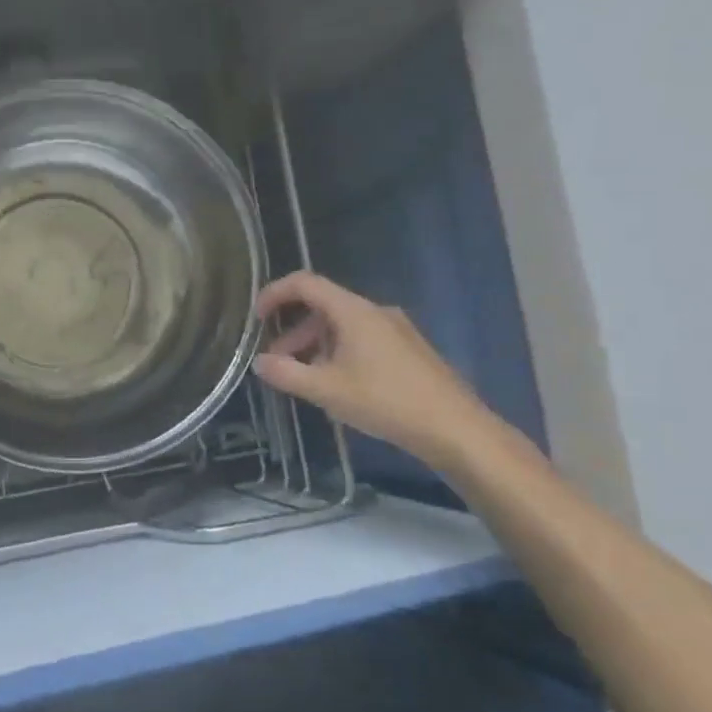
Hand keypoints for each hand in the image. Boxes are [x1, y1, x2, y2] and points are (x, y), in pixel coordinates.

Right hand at [251, 272, 501, 470]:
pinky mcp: (408, 349)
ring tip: (304, 378)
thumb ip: (286, 374)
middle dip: (293, 330)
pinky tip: (338, 385)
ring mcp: (395, 330)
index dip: (275, 293)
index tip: (256, 317)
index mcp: (353, 311)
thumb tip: (260, 362)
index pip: (305, 283)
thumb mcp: (326, 390)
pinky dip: (338, 352)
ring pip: (342, 325)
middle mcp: (375, 311)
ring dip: (315, 345)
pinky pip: (362, 339)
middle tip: (277, 361)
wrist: (455, 428)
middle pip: (323, 306)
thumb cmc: (386, 401)